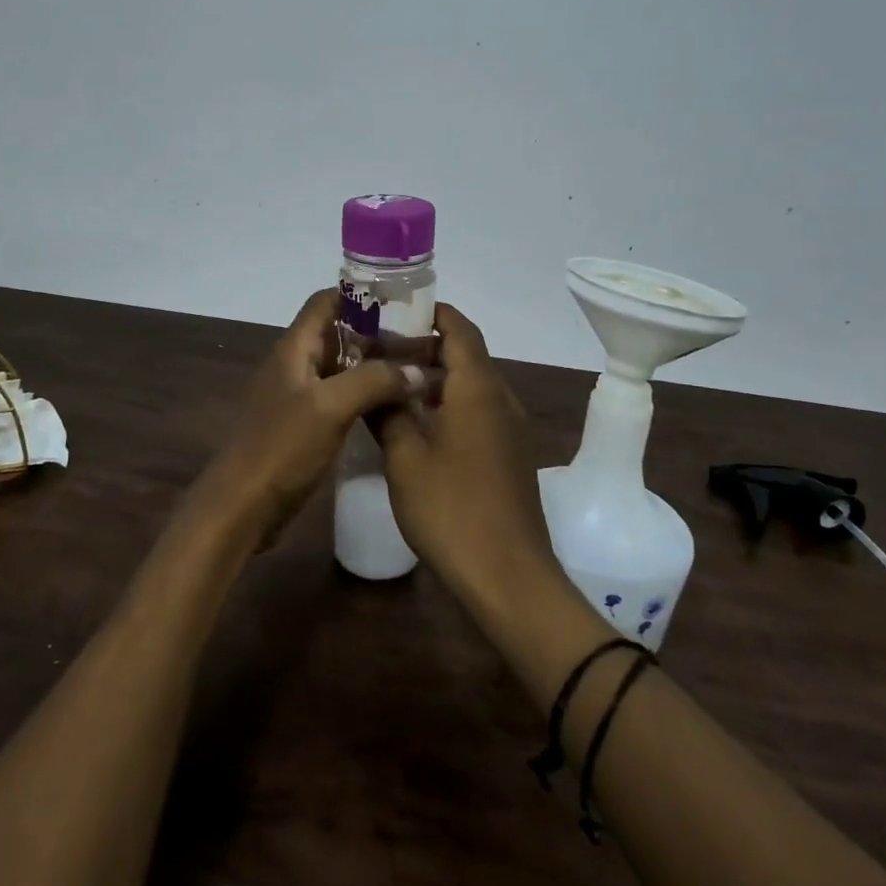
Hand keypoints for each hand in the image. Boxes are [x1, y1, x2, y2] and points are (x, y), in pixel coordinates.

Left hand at [195, 289, 425, 550]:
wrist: (242, 507)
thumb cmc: (282, 447)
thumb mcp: (331, 407)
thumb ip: (374, 381)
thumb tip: (417, 370)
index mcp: (294, 348)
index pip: (325, 301)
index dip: (360, 295)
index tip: (401, 302)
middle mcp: (294, 365)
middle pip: (336, 333)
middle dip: (376, 333)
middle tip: (420, 341)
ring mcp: (297, 397)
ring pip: (340, 367)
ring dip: (373, 366)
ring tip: (414, 370)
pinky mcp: (303, 426)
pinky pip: (338, 398)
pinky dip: (364, 395)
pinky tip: (392, 407)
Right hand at [373, 304, 559, 606]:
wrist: (509, 576)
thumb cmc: (452, 510)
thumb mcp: (405, 459)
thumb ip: (388, 413)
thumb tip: (375, 385)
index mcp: (478, 388)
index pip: (460, 328)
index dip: (433, 313)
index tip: (398, 309)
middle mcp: (501, 398)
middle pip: (467, 355)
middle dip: (427, 347)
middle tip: (382, 350)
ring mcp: (511, 429)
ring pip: (473, 386)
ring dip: (437, 378)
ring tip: (393, 385)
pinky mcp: (511, 455)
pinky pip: (480, 412)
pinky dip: (451, 405)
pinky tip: (418, 426)